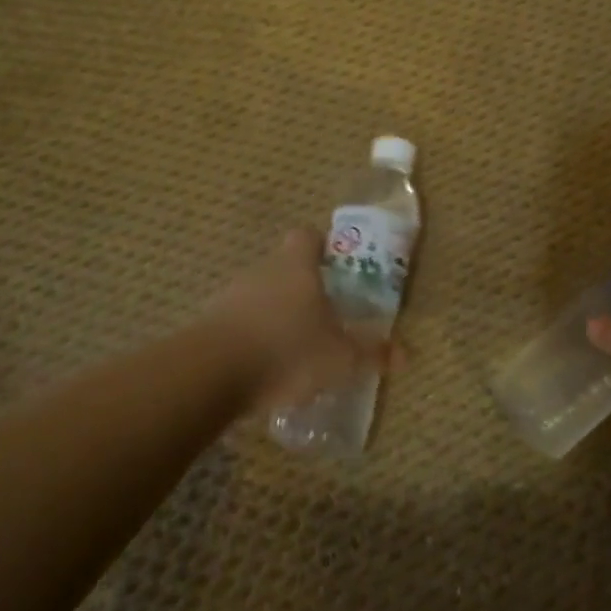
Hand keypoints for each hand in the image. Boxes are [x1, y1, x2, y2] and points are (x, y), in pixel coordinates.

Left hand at [199, 230, 379, 411]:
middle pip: (283, 267)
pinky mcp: (206, 325)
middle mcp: (262, 270)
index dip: (322, 247)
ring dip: (273, 315)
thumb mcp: (339, 357)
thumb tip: (404, 354)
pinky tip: (261, 369)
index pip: (308, 236)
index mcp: (297, 265)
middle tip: (321, 315)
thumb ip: (370, 353)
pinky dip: (249, 339)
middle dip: (301, 288)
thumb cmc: (286, 350)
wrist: (209, 374)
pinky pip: (236, 324)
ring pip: (258, 296)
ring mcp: (229, 296)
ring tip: (292, 347)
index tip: (335, 267)